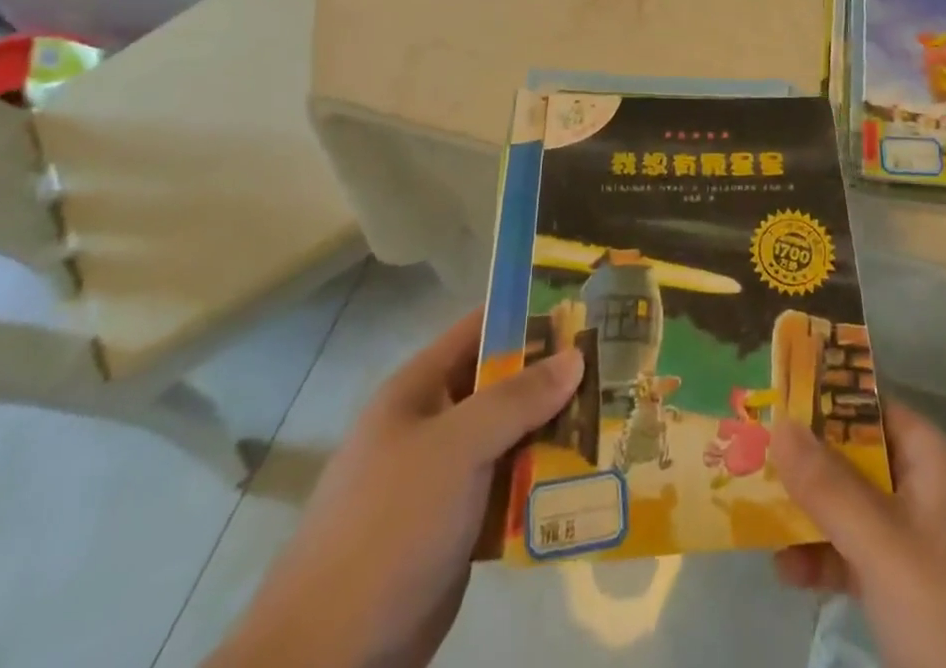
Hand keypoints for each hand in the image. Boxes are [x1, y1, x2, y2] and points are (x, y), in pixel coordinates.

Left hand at [207, 310, 582, 667]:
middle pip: (505, 385)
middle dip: (556, 379)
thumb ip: (517, 398)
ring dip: (557, 434)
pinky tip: (590, 480)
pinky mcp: (460, 527)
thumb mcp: (456, 447)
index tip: (586, 311)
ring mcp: (446, 478)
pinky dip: (544, 485)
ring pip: (514, 439)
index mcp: (421, 389)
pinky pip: (512, 489)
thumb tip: (576, 354)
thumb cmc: (390, 524)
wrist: (330, 655)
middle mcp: (435, 424)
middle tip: (616, 371)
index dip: (531, 315)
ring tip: (615, 422)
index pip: (482, 329)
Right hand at [771, 401, 945, 667]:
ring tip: (760, 527)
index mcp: (937, 461)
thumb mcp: (884, 550)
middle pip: (863, 459)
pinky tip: (794, 576)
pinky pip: (876, 560)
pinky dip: (837, 561)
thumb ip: (830, 487)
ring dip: (815, 517)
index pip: (872, 407)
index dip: (823, 402)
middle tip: (750, 465)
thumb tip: (780, 419)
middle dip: (809, 464)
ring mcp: (938, 548)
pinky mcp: (935, 600)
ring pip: (865, 512)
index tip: (772, 405)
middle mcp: (937, 492)